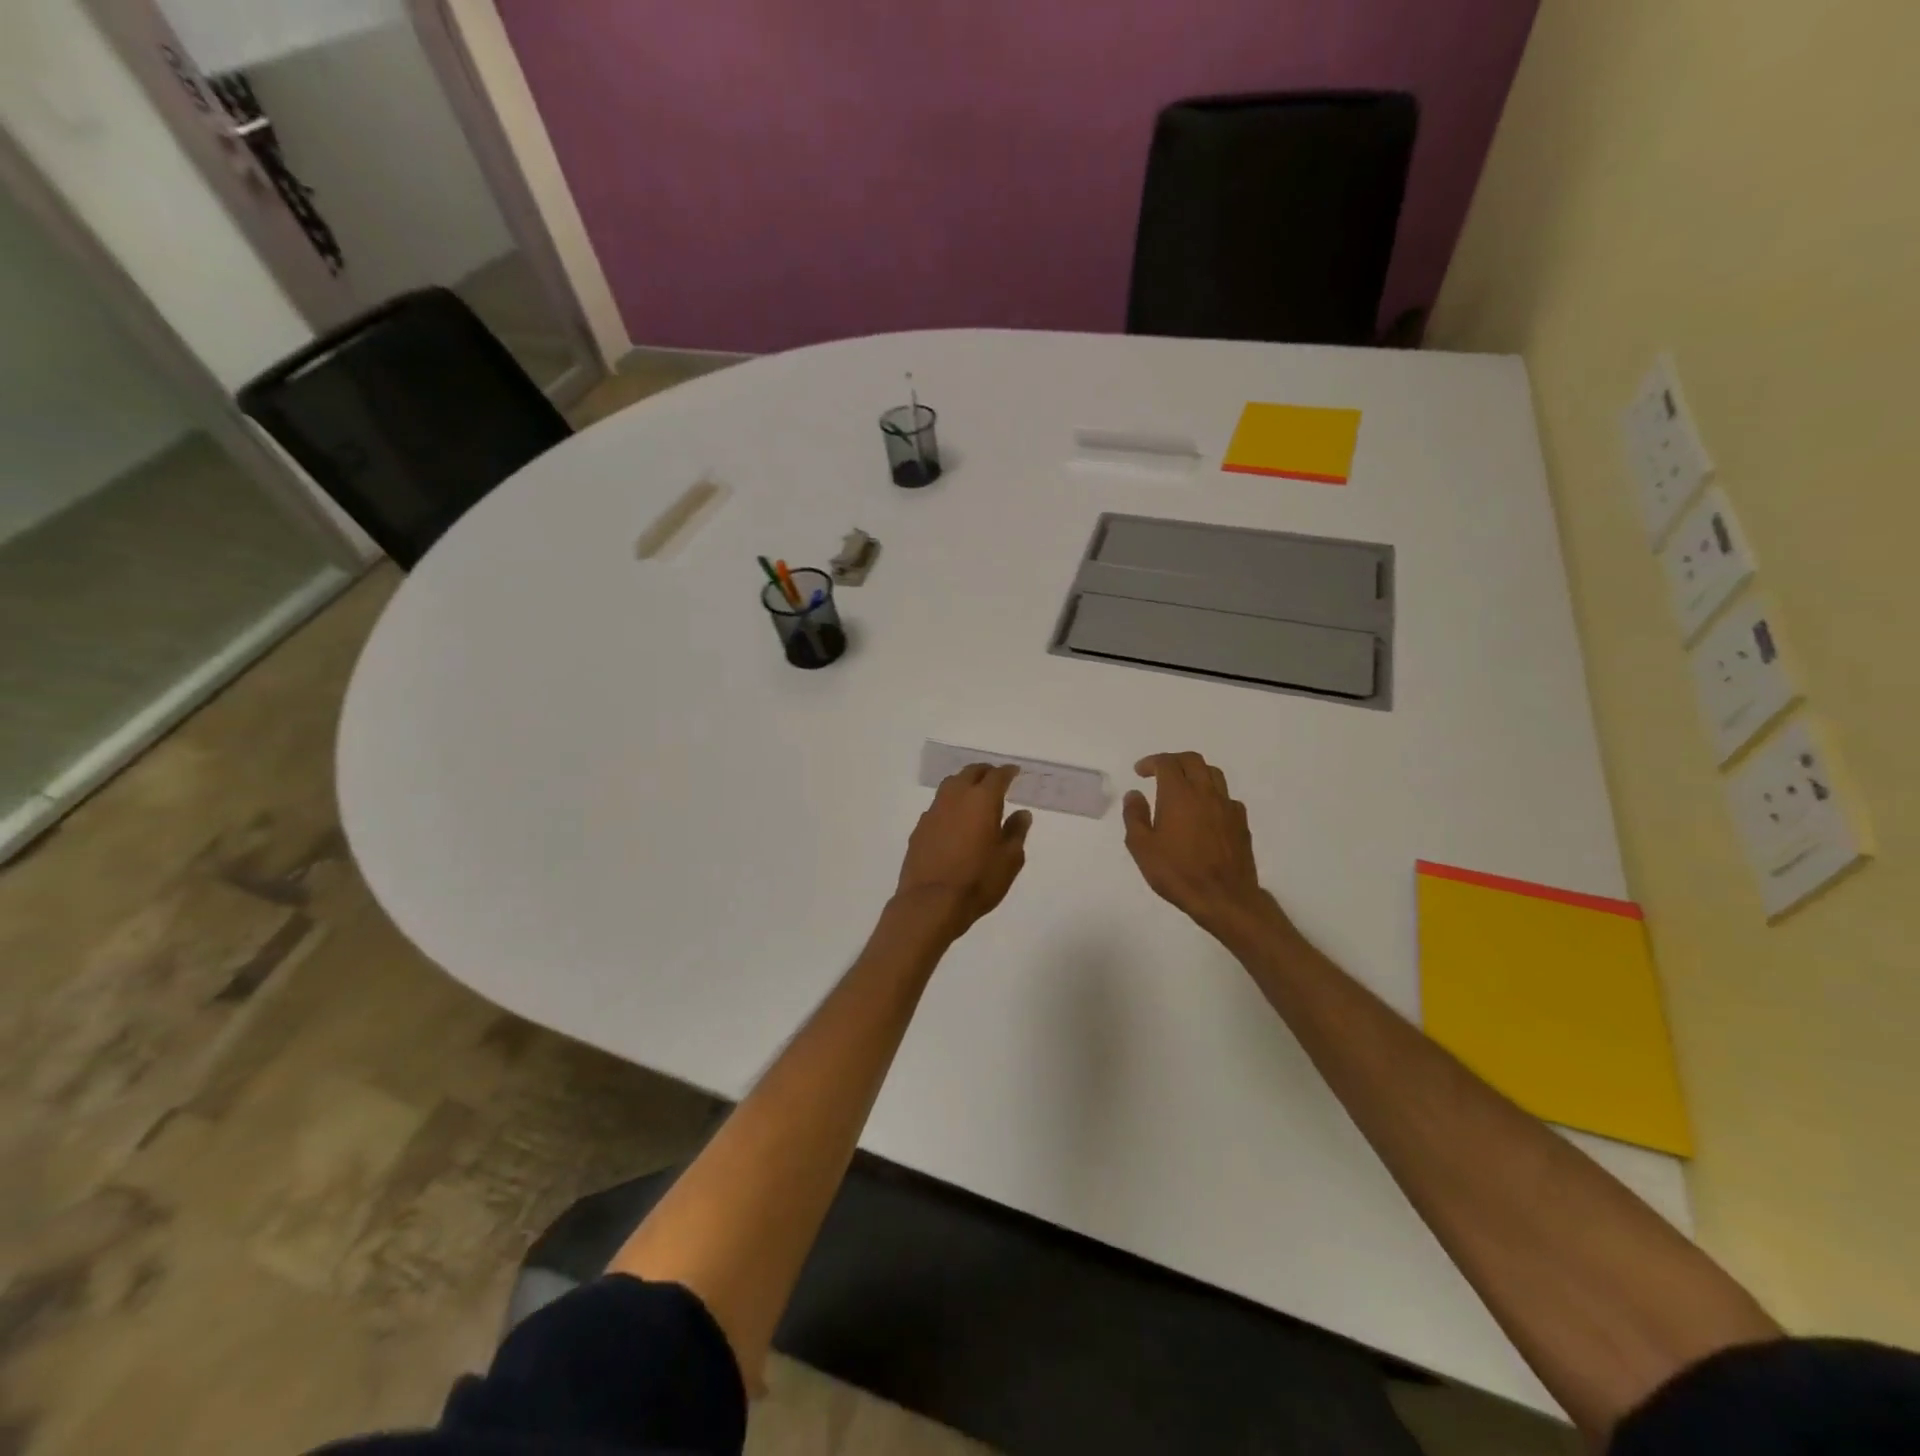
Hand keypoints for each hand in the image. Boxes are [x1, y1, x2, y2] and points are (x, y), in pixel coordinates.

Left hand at [895, 764, 1031, 937]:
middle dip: (985, 772)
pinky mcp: (919, 828)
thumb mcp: (1009, 860)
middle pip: (970, 773)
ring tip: (974, 795)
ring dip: (964, 784)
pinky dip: (950, 805)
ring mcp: (933, 811)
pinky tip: (954, 820)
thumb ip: (1016, 832)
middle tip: (995, 779)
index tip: (1014, 772)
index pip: (997, 776)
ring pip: (950, 785)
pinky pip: (938, 806)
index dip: (1008, 772)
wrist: (930, 902)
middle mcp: (955, 797)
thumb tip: (1022, 814)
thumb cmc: (978, 881)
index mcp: (982, 800)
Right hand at [1122, 751, 1280, 936]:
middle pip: (1193, 760)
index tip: (1140, 772)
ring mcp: (1227, 806)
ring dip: (1195, 773)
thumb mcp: (1142, 847)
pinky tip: (1205, 812)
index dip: (1151, 762)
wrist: (1224, 898)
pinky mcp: (1241, 822)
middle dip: (1174, 761)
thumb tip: (1134, 794)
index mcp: (1179, 794)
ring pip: (1213, 774)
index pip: (1167, 763)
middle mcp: (1205, 792)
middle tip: (1160, 773)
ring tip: (1183, 787)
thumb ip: (1135, 816)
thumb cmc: (1177, 872)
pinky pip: (1226, 797)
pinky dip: (1212, 795)